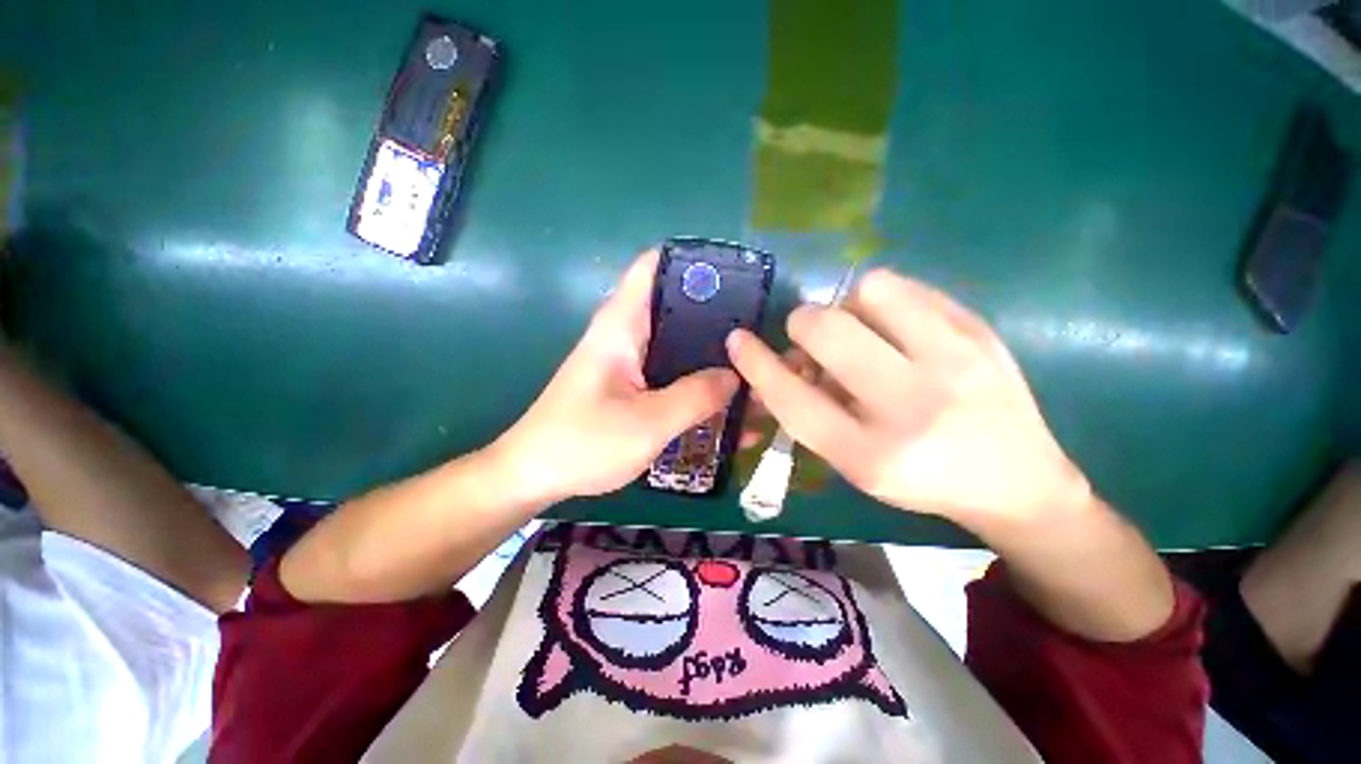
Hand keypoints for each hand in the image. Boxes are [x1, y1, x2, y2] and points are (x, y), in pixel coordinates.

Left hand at [491, 250, 737, 504]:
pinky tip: (726, 405)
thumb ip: (695, 397)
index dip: (694, 263)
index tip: (737, 277)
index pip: (654, 267)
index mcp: (622, 325)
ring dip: (711, 357)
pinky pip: (672, 374)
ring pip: (679, 345)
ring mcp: (630, 361)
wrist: (535, 475)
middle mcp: (627, 334)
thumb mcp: (647, 423)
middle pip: (678, 307)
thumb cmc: (583, 444)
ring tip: (754, 371)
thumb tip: (735, 376)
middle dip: (718, 317)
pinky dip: (697, 384)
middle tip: (759, 334)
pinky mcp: (633, 385)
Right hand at [727, 269, 1089, 525]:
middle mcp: (912, 404)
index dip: (756, 363)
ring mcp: (954, 359)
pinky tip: (894, 328)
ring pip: (868, 290)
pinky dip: (882, 302)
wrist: (1018, 482)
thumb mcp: (853, 465)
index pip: (792, 397)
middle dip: (801, 325)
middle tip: (811, 339)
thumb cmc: (919, 479)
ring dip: (846, 307)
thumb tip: (776, 364)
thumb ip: (808, 414)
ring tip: (860, 332)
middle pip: (825, 328)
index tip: (738, 339)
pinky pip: (906, 287)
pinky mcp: (980, 329)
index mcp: (871, 453)